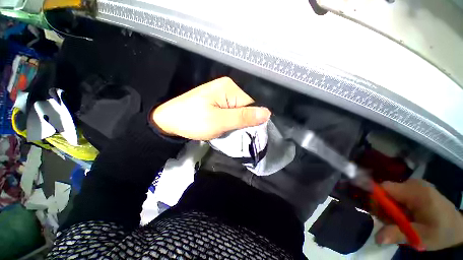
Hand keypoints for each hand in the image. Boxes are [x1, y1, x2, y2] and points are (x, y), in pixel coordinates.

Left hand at [151, 77, 270, 139]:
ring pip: (239, 111)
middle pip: (246, 108)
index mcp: (230, 88)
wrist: (169, 121)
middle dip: (244, 122)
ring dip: (237, 123)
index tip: (248, 133)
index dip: (252, 120)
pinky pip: (232, 112)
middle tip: (237, 133)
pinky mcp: (218, 102)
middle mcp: (228, 88)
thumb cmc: (192, 120)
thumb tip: (267, 113)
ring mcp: (222, 95)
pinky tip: (227, 126)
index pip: (252, 105)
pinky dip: (231, 121)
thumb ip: (243, 117)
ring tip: (230, 131)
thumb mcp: (219, 121)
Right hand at [375, 179, 462, 250]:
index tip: (378, 216)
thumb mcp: (421, 237)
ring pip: (391, 194)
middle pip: (386, 191)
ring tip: (401, 222)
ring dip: (391, 208)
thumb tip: (377, 238)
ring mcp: (415, 185)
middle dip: (384, 207)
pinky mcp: (416, 189)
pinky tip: (405, 216)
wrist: (458, 228)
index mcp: (415, 192)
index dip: (376, 200)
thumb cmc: (441, 232)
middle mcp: (413, 184)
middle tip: (391, 224)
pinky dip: (397, 206)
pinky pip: (398, 195)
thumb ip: (398, 234)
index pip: (384, 188)